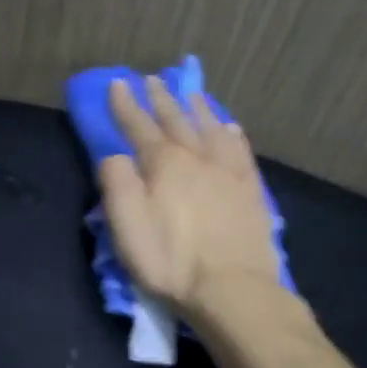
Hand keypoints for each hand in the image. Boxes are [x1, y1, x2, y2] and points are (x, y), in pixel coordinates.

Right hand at [98, 75, 282, 314]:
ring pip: (211, 129)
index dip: (126, 105)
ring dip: (197, 109)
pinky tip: (231, 128)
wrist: (232, 287)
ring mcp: (228, 172)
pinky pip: (241, 152)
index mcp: (164, 164)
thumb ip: (117, 183)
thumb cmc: (170, 260)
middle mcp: (197, 158)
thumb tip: (115, 155)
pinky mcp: (251, 191)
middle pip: (176, 121)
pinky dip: (233, 135)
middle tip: (152, 79)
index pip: (139, 126)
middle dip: (161, 99)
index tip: (117, 83)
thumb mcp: (127, 226)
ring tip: (190, 94)